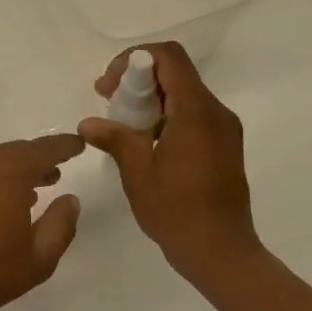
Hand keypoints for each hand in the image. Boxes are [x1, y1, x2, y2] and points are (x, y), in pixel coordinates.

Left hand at [0, 136, 85, 310]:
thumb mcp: (39, 258)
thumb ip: (61, 225)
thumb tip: (70, 199)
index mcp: (9, 173)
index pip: (44, 150)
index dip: (64, 146)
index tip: (79, 144)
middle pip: (18, 151)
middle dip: (40, 158)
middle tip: (58, 169)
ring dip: (17, 168)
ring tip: (36, 186)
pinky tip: (2, 198)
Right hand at [78, 42, 263, 286]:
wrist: (221, 253)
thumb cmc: (177, 211)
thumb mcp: (137, 173)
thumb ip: (115, 138)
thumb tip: (88, 123)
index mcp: (196, 112)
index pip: (169, 57)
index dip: (134, 59)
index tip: (110, 85)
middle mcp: (216, 112)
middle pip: (175, 72)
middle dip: (137, 78)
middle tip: (108, 101)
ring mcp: (223, 129)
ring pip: (183, 93)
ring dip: (150, 98)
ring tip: (121, 124)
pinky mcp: (224, 145)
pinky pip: (192, 113)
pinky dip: (165, 114)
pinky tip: (144, 141)